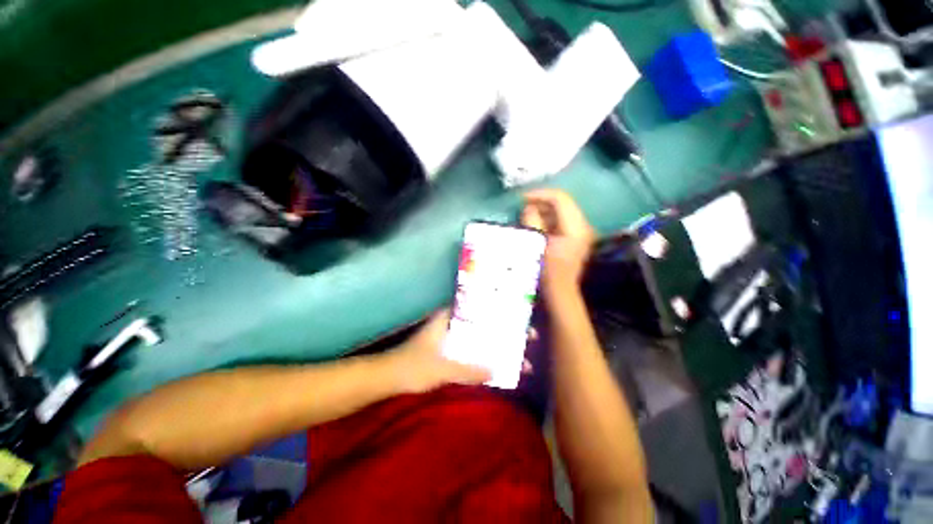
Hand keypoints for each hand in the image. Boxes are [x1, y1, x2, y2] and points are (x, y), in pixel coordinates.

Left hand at [384, 310, 490, 393]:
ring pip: (459, 330)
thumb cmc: (415, 366)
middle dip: (480, 322)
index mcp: (442, 320)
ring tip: (492, 338)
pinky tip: (474, 353)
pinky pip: (454, 342)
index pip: (464, 305)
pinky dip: (465, 346)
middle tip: (499, 326)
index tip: (496, 309)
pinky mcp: (433, 347)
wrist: (387, 377)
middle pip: (464, 318)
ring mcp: (436, 334)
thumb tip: (494, 372)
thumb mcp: (444, 369)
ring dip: (473, 335)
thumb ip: (468, 371)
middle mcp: (440, 323)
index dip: (480, 305)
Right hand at [521, 189, 594, 289]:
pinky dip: (548, 219)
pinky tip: (535, 223)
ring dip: (544, 210)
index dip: (540, 195)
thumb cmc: (547, 270)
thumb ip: (533, 221)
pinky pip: (561, 221)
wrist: (559, 291)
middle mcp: (583, 226)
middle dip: (542, 202)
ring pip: (562, 211)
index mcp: (576, 227)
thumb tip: (529, 207)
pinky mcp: (575, 238)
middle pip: (563, 203)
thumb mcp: (537, 244)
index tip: (522, 198)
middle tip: (523, 206)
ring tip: (527, 214)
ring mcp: (580, 232)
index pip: (560, 199)